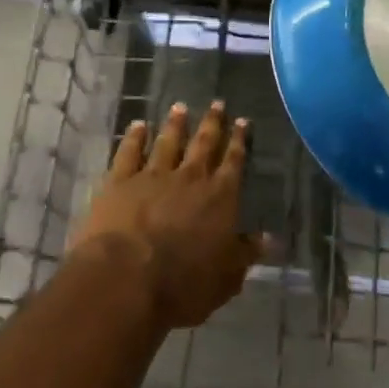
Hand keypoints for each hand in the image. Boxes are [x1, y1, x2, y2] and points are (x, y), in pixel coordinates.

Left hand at [71, 101, 265, 330]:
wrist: (127, 278)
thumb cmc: (184, 284)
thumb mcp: (227, 277)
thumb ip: (246, 253)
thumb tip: (269, 239)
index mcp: (220, 197)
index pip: (233, 162)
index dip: (239, 141)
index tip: (242, 121)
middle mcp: (190, 178)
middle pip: (203, 143)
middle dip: (212, 123)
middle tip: (216, 103)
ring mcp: (152, 175)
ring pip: (168, 142)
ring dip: (175, 124)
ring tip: (180, 107)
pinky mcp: (119, 181)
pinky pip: (129, 152)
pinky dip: (134, 137)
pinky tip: (138, 126)